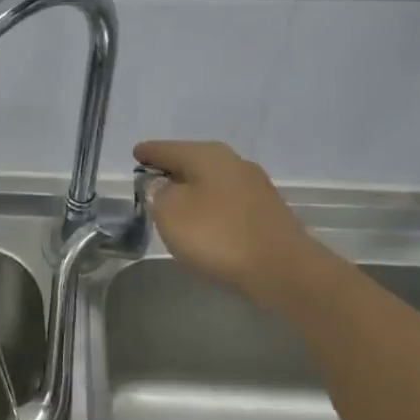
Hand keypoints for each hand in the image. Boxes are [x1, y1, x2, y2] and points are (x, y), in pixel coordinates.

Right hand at [133, 141, 325, 301]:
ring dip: (193, 190)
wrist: (284, 271)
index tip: (135, 154)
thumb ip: (158, 193)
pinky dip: (211, 207)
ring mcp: (255, 187)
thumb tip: (162, 185)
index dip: (148, 153)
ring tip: (174, 204)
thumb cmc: (218, 235)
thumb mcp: (170, 212)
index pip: (167, 149)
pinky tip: (205, 222)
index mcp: (207, 155)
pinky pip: (227, 202)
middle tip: (151, 180)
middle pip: (192, 161)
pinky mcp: (267, 213)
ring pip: (212, 181)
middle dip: (172, 169)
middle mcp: (234, 162)